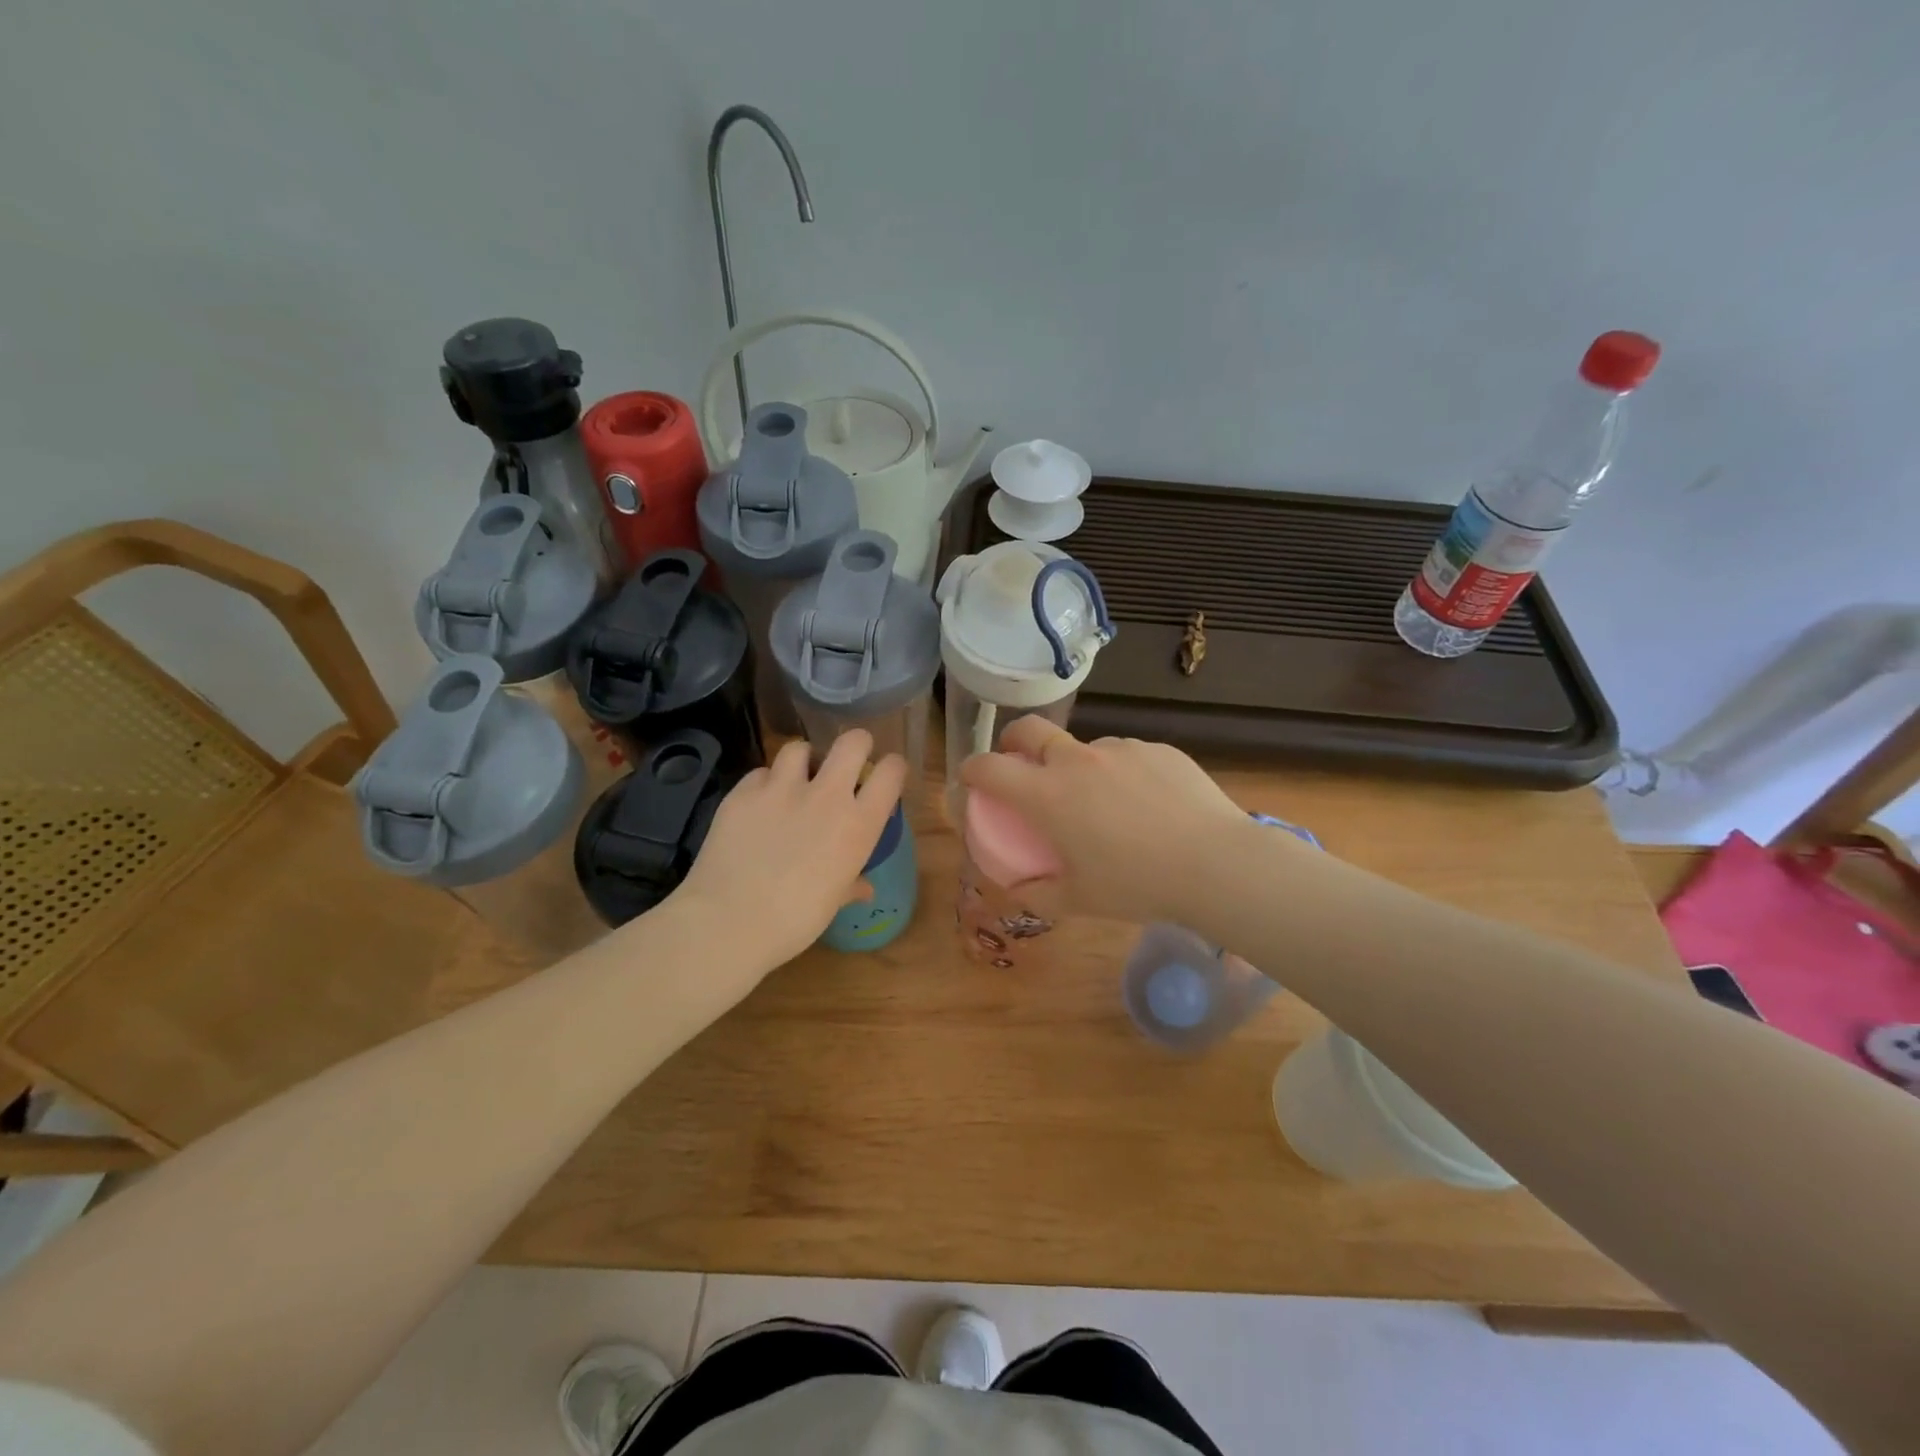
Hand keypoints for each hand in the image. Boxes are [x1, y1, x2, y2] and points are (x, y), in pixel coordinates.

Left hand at [672, 732, 906, 974]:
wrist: (730, 921)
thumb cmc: (795, 921)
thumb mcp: (833, 902)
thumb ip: (851, 884)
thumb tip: (864, 888)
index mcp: (858, 824)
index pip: (891, 772)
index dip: (893, 768)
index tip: (886, 776)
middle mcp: (826, 795)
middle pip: (852, 741)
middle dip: (855, 745)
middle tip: (846, 764)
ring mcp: (781, 788)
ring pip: (799, 748)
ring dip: (803, 761)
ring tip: (796, 780)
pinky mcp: (743, 791)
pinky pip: (760, 773)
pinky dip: (764, 784)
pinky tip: (759, 805)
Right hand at [960, 718, 1254, 924]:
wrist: (1214, 864)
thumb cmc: (1136, 884)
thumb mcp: (1078, 900)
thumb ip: (1038, 893)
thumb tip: (1018, 888)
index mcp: (1047, 795)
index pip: (989, 767)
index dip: (971, 770)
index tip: (971, 780)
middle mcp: (1076, 760)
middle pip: (1028, 730)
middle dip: (1012, 741)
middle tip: (1018, 762)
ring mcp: (1119, 749)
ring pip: (1083, 745)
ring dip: (1075, 764)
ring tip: (1101, 801)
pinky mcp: (1156, 748)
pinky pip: (1125, 755)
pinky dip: (1119, 773)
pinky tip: (1146, 804)